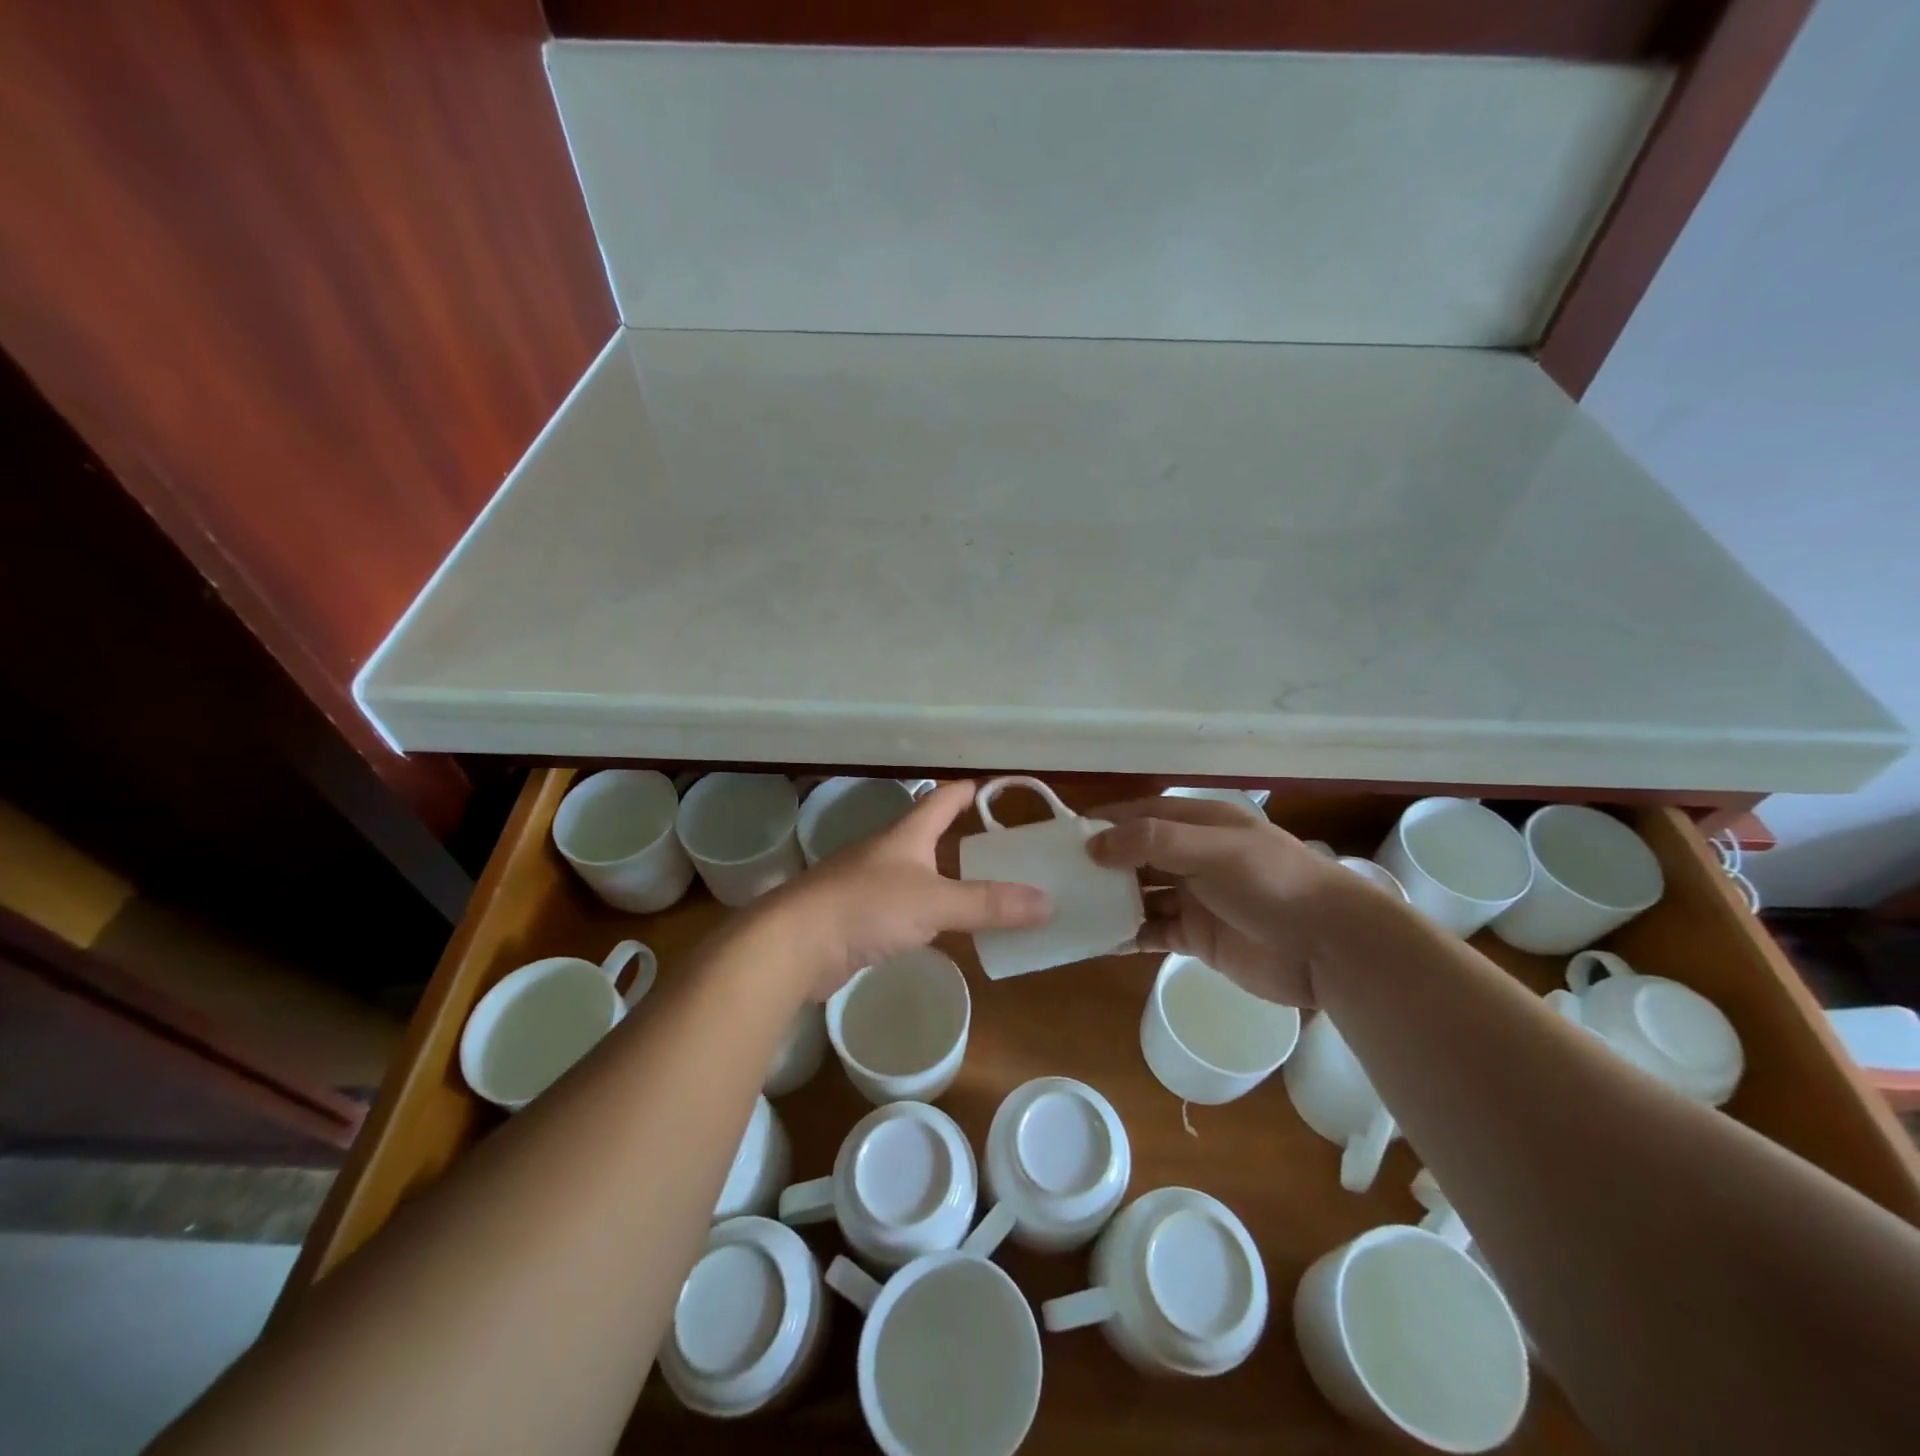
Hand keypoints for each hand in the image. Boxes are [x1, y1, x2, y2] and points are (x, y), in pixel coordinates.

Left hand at [766, 781, 1051, 999]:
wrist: (795, 943)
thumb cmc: (866, 906)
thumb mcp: (934, 901)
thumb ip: (988, 903)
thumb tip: (1048, 902)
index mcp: (907, 834)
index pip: (944, 798)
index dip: (972, 790)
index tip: (1001, 789)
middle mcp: (890, 852)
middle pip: (934, 835)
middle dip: (968, 839)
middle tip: (1011, 851)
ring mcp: (872, 885)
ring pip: (922, 874)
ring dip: (952, 879)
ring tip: (991, 891)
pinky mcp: (862, 919)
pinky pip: (908, 908)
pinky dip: (933, 913)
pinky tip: (949, 929)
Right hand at [1087, 796, 1356, 1006]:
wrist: (1331, 948)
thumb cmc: (1272, 883)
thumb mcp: (1213, 850)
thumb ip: (1153, 842)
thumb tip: (1093, 845)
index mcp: (1200, 825)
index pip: (1141, 815)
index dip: (1104, 823)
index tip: (1062, 836)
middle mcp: (1193, 857)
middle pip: (1136, 855)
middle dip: (1100, 864)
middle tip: (1056, 876)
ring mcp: (1195, 898)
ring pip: (1140, 894)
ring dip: (1110, 900)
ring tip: (1068, 908)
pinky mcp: (1198, 937)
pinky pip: (1152, 931)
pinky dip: (1127, 934)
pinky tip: (1098, 940)